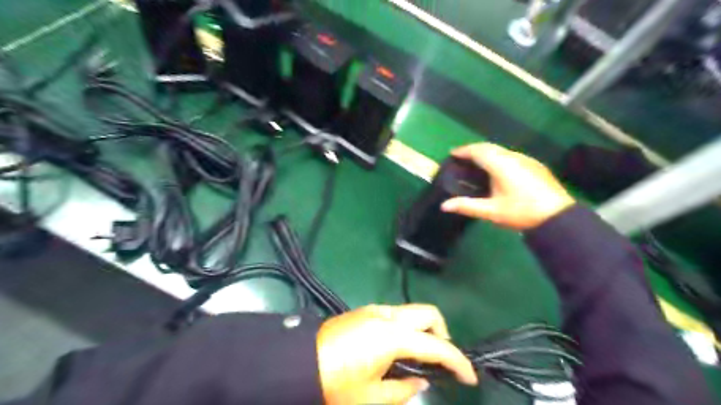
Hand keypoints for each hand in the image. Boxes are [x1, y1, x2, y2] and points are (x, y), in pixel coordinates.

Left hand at [317, 305, 477, 402]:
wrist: (298, 362)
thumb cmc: (335, 383)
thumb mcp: (372, 397)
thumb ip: (403, 389)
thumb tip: (419, 380)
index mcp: (392, 336)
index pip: (436, 346)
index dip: (457, 362)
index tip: (471, 377)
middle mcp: (388, 315)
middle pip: (428, 313)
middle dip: (443, 333)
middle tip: (442, 359)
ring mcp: (375, 310)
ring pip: (412, 311)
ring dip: (425, 329)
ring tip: (422, 356)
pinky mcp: (365, 311)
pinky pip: (397, 314)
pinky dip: (408, 327)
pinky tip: (399, 348)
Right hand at [440, 143, 574, 230]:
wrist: (558, 217)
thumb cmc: (522, 212)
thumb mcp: (491, 211)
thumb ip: (467, 206)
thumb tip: (444, 206)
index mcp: (501, 165)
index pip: (479, 150)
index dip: (464, 150)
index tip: (452, 153)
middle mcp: (514, 157)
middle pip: (490, 147)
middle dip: (474, 149)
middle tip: (462, 157)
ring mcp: (527, 160)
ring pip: (502, 150)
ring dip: (487, 153)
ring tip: (477, 163)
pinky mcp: (535, 165)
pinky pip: (511, 156)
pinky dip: (499, 158)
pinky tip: (498, 170)